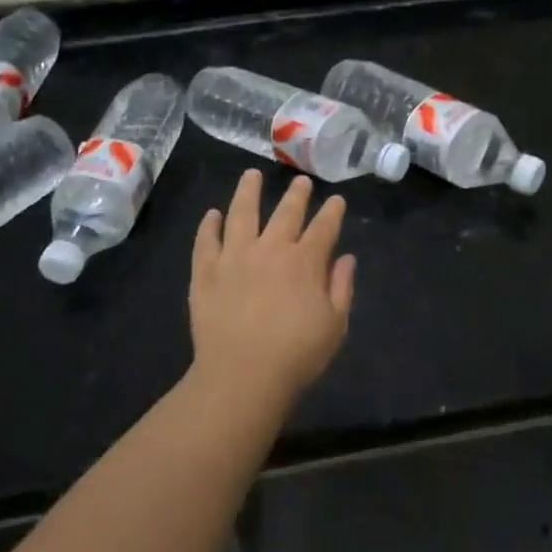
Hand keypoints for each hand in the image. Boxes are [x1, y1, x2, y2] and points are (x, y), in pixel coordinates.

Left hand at [189, 169, 355, 405]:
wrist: (241, 376)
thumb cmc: (296, 355)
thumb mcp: (335, 325)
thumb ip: (342, 287)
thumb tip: (346, 258)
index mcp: (305, 262)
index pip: (323, 227)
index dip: (332, 211)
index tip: (336, 199)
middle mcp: (270, 249)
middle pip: (285, 213)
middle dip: (296, 194)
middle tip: (300, 180)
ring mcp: (234, 257)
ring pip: (241, 214)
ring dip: (248, 192)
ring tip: (251, 175)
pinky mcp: (206, 272)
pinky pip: (206, 241)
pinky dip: (209, 226)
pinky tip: (212, 214)